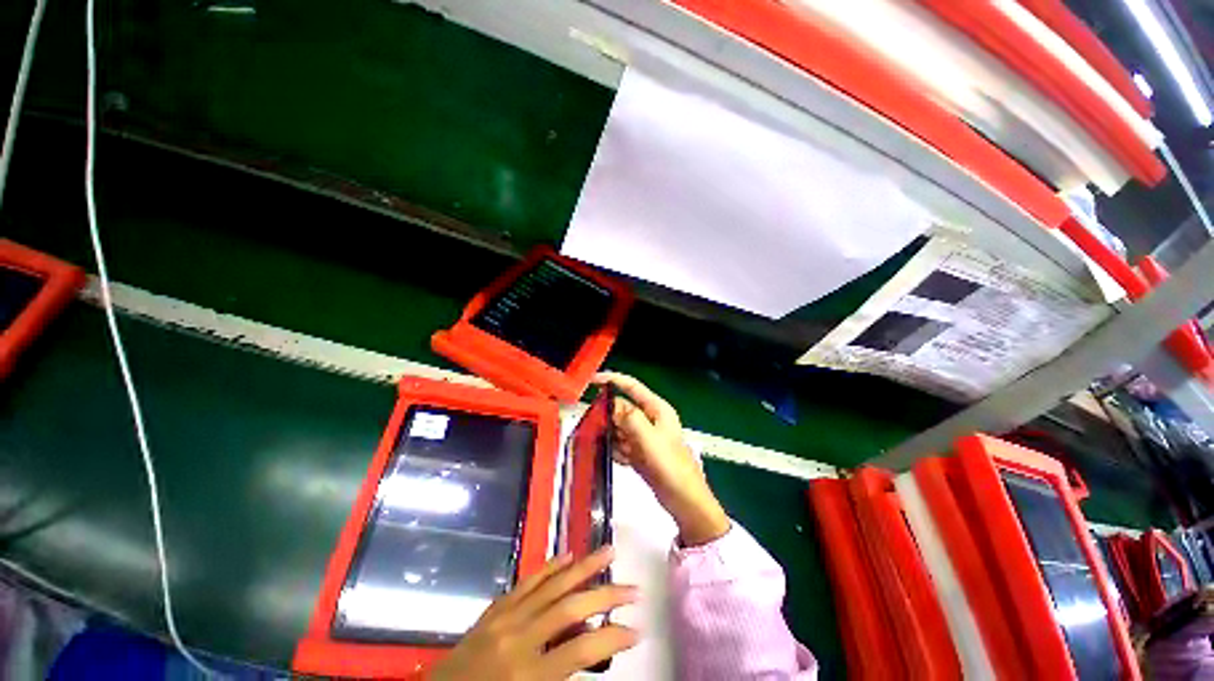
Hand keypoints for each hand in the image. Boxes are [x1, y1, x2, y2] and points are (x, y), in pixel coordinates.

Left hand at [429, 547, 638, 680]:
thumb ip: (561, 675)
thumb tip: (590, 647)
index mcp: (527, 674)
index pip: (581, 650)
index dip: (613, 638)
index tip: (637, 630)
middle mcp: (518, 638)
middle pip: (571, 608)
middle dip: (607, 596)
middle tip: (634, 589)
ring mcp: (505, 617)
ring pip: (552, 584)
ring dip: (584, 567)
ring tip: (609, 553)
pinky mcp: (494, 608)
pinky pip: (527, 582)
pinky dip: (550, 568)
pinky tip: (568, 556)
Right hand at [593, 372, 730, 546]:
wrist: (684, 500)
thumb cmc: (670, 465)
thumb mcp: (649, 438)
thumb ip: (630, 418)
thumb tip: (612, 405)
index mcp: (657, 409)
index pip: (632, 387)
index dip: (612, 380)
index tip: (592, 381)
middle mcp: (650, 419)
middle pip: (622, 409)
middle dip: (608, 414)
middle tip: (591, 424)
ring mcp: (644, 436)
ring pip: (620, 427)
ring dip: (609, 433)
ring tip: (597, 441)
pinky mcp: (640, 452)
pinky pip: (621, 444)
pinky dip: (614, 449)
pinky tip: (612, 456)